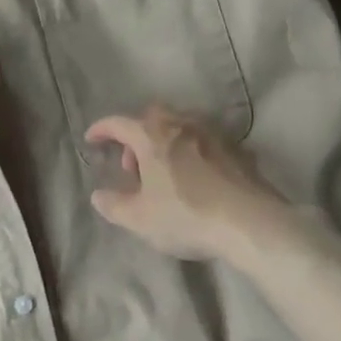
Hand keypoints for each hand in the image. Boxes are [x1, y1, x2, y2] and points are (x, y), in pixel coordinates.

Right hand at [86, 106, 285, 261]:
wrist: (250, 223)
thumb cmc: (186, 216)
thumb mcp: (139, 219)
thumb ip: (113, 205)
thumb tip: (98, 195)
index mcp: (152, 136)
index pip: (118, 123)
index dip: (101, 130)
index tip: (91, 139)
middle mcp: (182, 124)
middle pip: (152, 117)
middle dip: (136, 135)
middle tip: (132, 165)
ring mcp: (213, 133)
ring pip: (180, 125)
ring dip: (165, 141)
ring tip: (163, 172)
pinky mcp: (237, 149)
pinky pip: (204, 140)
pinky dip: (191, 150)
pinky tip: (194, 177)